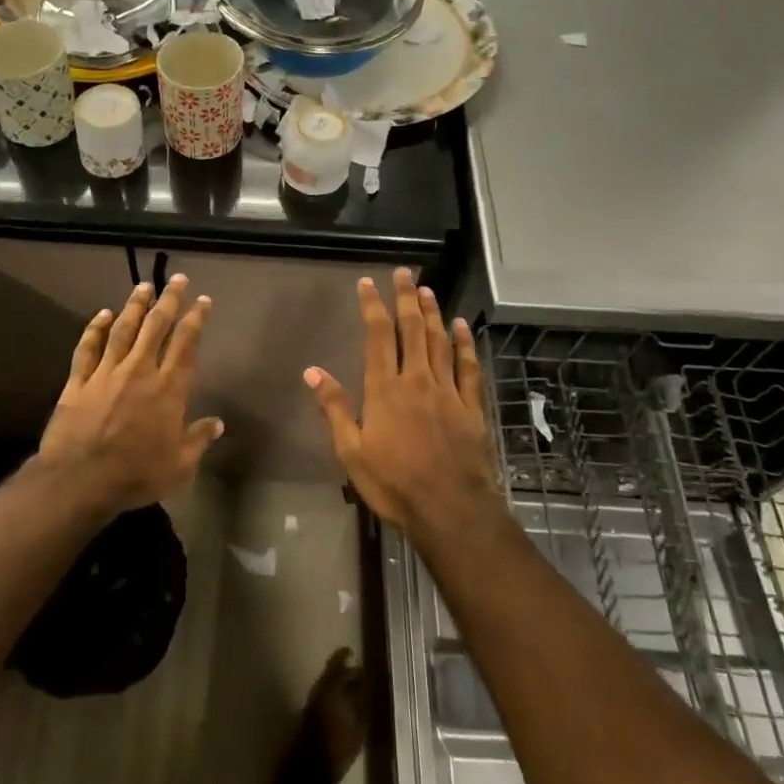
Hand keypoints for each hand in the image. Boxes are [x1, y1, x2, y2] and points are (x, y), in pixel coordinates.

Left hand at [38, 275, 223, 512]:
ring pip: (123, 329)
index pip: (186, 344)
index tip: (202, 301)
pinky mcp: (79, 381)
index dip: (195, 319)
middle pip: (156, 326)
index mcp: (168, 388)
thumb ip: (198, 440)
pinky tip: (101, 314)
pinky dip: (95, 328)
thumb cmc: (136, 475)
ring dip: (134, 306)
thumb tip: (218, 424)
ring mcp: (106, 372)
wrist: (81, 480)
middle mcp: (139, 371)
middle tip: (176, 279)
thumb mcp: (178, 465)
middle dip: (168, 300)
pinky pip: (88, 348)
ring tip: (142, 286)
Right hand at [303, 269, 499, 534]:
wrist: (450, 510)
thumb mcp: (351, 451)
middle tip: (404, 273)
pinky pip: (468, 367)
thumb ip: (334, 408)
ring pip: (441, 342)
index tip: (368, 283)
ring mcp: (448, 391)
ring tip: (428, 291)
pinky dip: (464, 344)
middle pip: (413, 329)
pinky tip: (462, 327)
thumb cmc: (393, 483)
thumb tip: (312, 371)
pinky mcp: (471, 407)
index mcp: (385, 389)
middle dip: (406, 299)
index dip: (373, 306)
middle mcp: (417, 380)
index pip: (378, 336)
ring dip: (434, 314)